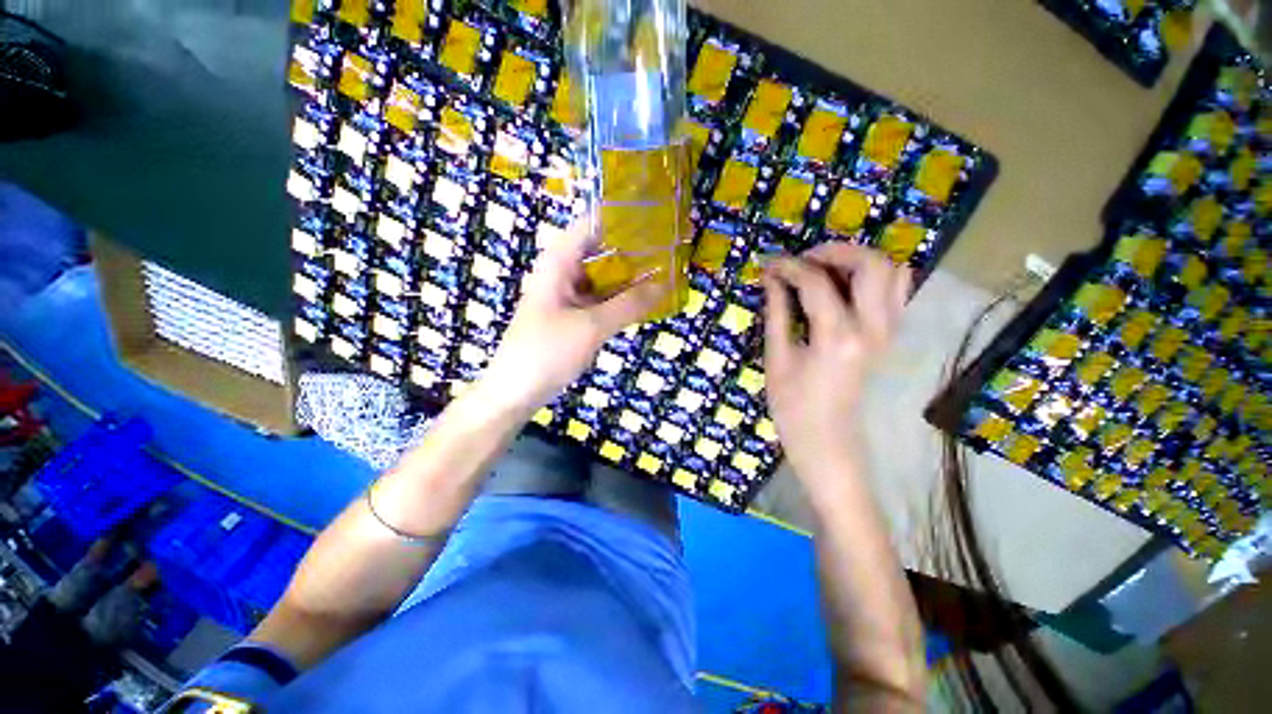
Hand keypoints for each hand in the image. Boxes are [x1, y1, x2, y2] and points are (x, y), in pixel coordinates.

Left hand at [483, 217, 667, 410]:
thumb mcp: (591, 326)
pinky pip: (602, 298)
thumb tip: (665, 285)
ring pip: (603, 276)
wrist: (517, 391)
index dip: (621, 217)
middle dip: (632, 249)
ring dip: (629, 276)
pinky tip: (644, 300)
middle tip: (668, 248)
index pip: (591, 224)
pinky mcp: (574, 315)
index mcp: (558, 262)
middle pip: (600, 249)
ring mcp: (568, 295)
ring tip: (664, 270)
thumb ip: (628, 304)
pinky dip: (621, 298)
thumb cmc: (547, 351)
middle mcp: (563, 272)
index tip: (654, 216)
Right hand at [762, 244, 910, 483]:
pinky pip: (896, 292)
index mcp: (838, 338)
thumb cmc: (793, 408)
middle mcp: (873, 329)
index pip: (816, 282)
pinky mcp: (890, 338)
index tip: (769, 264)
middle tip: (803, 260)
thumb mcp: (777, 360)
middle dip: (835, 251)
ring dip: (858, 261)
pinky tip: (843, 288)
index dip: (789, 267)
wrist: (827, 443)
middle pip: (871, 264)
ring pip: (892, 273)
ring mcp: (889, 333)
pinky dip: (874, 278)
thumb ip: (777, 313)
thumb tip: (771, 280)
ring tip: (823, 269)